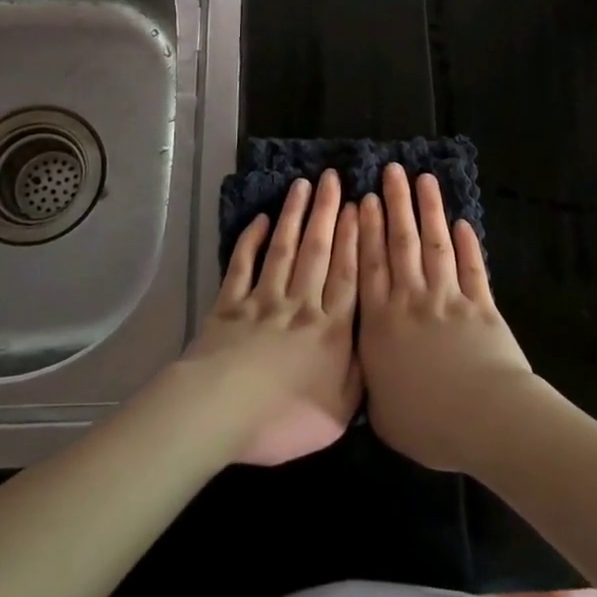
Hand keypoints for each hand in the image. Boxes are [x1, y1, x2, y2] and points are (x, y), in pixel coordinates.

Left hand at [181, 170, 361, 465]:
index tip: (358, 204)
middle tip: (332, 178)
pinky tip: (259, 220)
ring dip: (294, 215)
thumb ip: (361, 375)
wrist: (220, 413)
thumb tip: (376, 346)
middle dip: (327, 211)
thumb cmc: (284, 418)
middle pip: (317, 250)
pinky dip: (251, 241)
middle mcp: (300, 304)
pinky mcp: (229, 304)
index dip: (355, 237)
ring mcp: (263, 300)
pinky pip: (243, 265)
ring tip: (302, 186)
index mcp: (330, 329)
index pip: (348, 273)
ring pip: (283, 249)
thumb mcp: (339, 411)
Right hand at [358, 164, 542, 474]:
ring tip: (424, 180)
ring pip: (434, 244)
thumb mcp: (381, 411)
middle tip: (392, 172)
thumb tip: (359, 366)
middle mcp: (411, 299)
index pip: (370, 264)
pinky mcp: (481, 304)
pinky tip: (462, 223)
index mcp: (381, 322)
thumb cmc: (427, 423)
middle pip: (401, 242)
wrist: (486, 420)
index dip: (365, 229)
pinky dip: (467, 244)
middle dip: (395, 204)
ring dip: (429, 210)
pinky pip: (472, 267)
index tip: (363, 198)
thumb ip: (369, 379)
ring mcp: (448, 297)